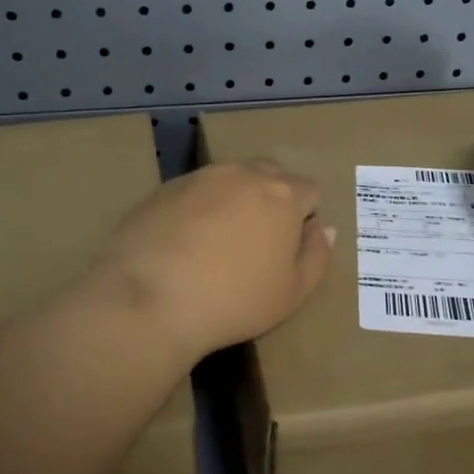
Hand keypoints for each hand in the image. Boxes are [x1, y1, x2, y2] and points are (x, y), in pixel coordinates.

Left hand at [91, 160, 333, 361]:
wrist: (150, 298)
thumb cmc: (233, 300)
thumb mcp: (292, 293)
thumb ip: (316, 256)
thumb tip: (323, 229)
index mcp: (282, 193)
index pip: (309, 191)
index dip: (305, 218)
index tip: (289, 250)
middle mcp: (243, 173)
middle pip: (270, 175)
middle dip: (272, 199)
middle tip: (258, 243)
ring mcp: (200, 177)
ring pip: (230, 180)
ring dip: (234, 201)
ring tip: (218, 243)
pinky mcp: (163, 188)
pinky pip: (194, 191)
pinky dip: (198, 209)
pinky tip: (184, 244)